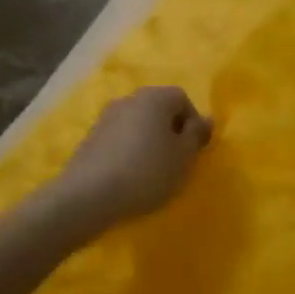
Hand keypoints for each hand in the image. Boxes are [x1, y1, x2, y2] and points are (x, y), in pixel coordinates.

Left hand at [52, 87, 211, 224]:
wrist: (88, 196)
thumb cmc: (146, 172)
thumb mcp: (183, 157)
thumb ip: (197, 135)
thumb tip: (206, 119)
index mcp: (155, 97)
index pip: (182, 98)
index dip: (193, 123)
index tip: (193, 150)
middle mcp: (129, 99)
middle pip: (158, 109)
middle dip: (170, 131)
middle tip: (175, 160)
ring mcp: (105, 117)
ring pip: (138, 124)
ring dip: (148, 141)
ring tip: (151, 171)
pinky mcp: (90, 138)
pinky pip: (119, 138)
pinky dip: (128, 151)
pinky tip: (128, 176)